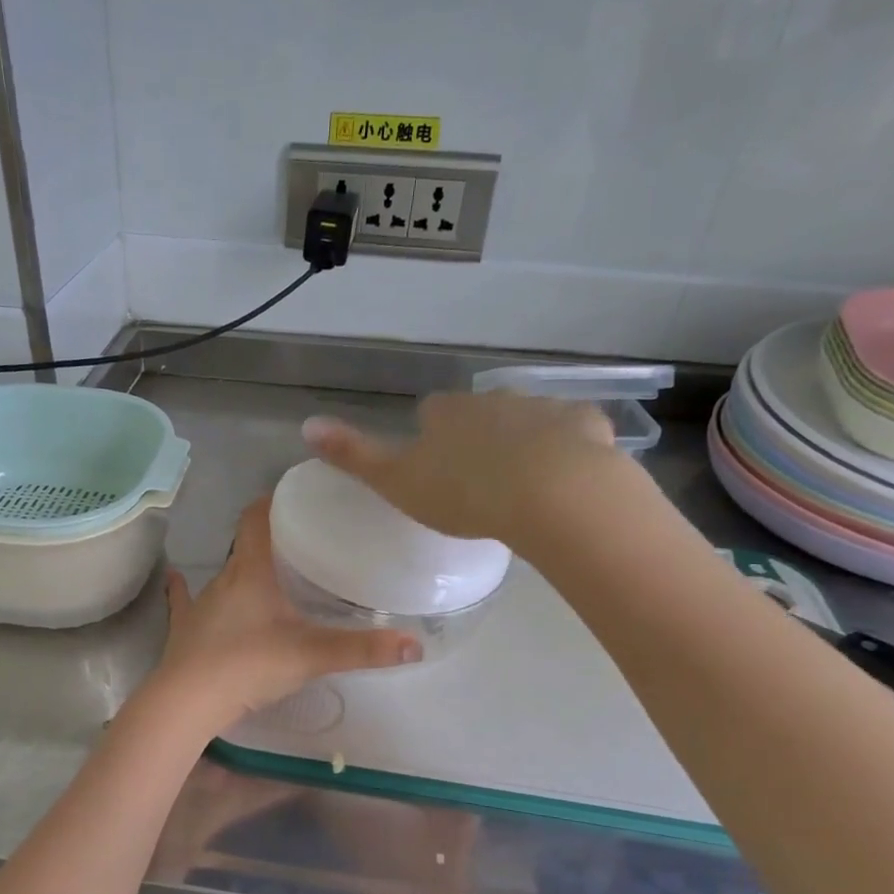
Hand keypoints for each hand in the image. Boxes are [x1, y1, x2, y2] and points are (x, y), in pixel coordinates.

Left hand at [147, 500, 420, 729]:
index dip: (273, 501)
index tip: (295, 496)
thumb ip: (362, 649)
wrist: (188, 703)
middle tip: (300, 542)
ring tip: (267, 571)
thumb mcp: (311, 655)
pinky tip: (177, 577)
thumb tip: (415, 645)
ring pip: (224, 575)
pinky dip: (185, 590)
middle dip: (270, 540)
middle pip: (246, 547)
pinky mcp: (183, 629)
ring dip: (242, 569)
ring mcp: (199, 604)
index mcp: (251, 572)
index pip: (257, 519)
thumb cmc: (249, 665)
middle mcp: (223, 579)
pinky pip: (185, 601)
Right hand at [302, 392, 619, 541]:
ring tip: (522, 489)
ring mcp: (544, 409)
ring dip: (524, 445)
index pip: (432, 413)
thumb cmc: (465, 493)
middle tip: (478, 483)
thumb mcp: (396, 481)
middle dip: (479, 439)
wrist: (552, 494)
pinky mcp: (587, 425)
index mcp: (448, 413)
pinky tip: (566, 482)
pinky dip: (568, 451)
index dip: (431, 436)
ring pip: (528, 423)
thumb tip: (305, 424)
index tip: (435, 468)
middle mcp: (494, 399)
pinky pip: (573, 434)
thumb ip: (353, 455)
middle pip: (481, 414)